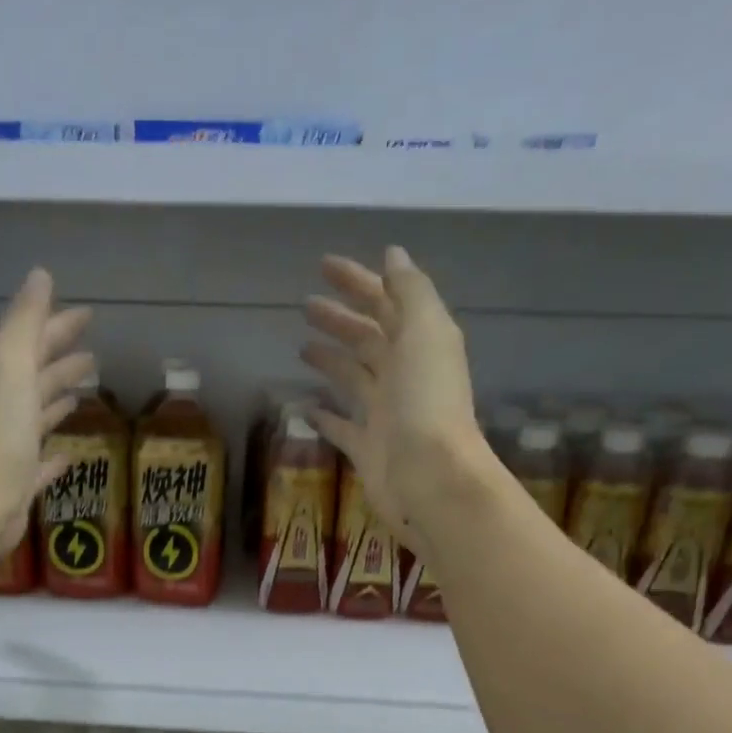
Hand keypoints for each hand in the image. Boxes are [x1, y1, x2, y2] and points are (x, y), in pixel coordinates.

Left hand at [0, 268, 93, 562]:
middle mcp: (5, 409)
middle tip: (92, 355)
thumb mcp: (11, 363)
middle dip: (61, 362)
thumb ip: (25, 321)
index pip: (34, 343)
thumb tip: (41, 274)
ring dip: (57, 402)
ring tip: (83, 394)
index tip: (87, 314)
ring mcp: (13, 448)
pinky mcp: (22, 484)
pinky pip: (41, 465)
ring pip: (38, 418)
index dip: (58, 326)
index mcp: (3, 378)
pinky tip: (69, 456)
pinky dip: (55, 458)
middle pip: (37, 378)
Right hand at [300, 247, 485, 548]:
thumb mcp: (425, 333)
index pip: (386, 302)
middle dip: (340, 319)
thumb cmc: (425, 402)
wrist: (429, 477)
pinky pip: (341, 426)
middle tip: (305, 305)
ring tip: (302, 346)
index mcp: (420, 344)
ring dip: (330, 359)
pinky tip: (303, 405)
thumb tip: (392, 255)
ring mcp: (384, 414)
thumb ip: (409, 292)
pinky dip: (323, 415)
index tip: (323, 265)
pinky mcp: (366, 448)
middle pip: (368, 339)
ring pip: (353, 378)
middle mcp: (403, 375)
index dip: (358, 281)